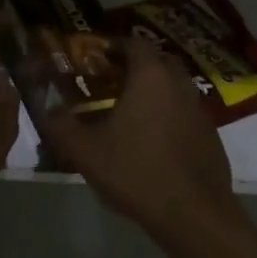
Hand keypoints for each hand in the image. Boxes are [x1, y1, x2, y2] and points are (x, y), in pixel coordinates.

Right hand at [34, 36, 241, 244]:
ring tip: (129, 112)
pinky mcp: (210, 133)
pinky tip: (154, 140)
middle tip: (110, 83)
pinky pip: (185, 111)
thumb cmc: (137, 171)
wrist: (194, 214)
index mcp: (150, 75)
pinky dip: (169, 115)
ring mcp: (199, 108)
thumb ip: (61, 126)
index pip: (133, 43)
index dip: (113, 46)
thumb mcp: (87, 151)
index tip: (95, 59)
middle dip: (134, 67)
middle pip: (156, 61)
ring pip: (173, 86)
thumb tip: (46, 110)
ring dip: (154, 91)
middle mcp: (179, 82)